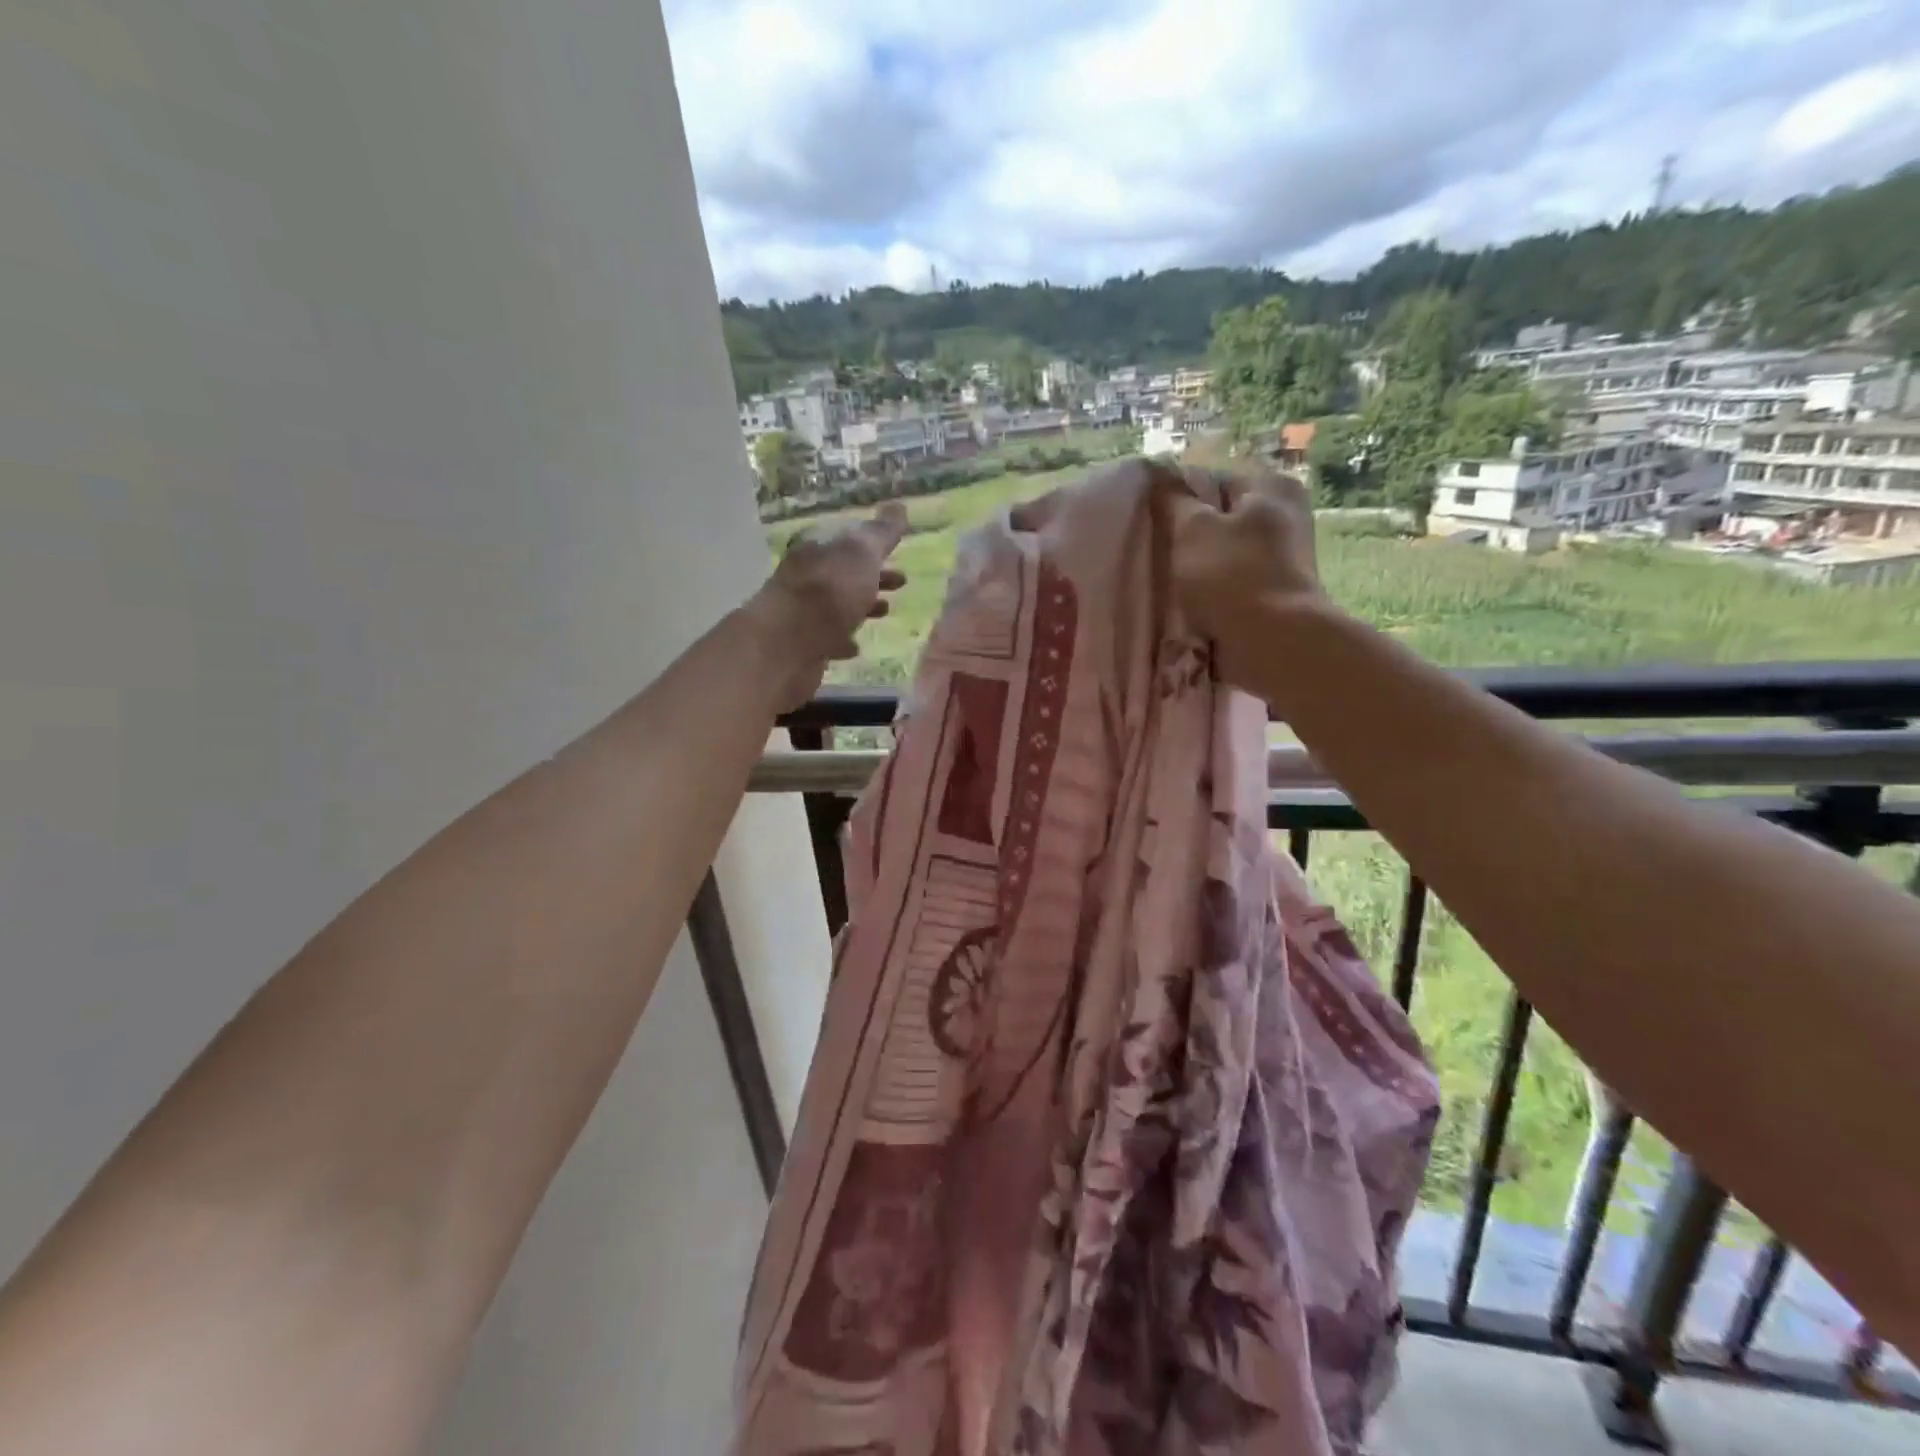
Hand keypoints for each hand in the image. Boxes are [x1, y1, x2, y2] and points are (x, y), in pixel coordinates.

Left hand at [746, 503, 908, 711]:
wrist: (788, 643)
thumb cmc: (830, 590)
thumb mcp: (862, 552)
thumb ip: (882, 532)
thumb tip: (898, 506)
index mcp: (818, 547)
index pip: (849, 539)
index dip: (876, 547)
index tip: (899, 556)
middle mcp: (806, 574)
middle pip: (844, 572)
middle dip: (872, 577)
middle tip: (901, 584)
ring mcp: (801, 610)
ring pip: (837, 605)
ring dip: (861, 607)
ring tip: (885, 613)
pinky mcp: (801, 643)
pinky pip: (828, 638)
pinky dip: (843, 638)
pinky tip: (856, 647)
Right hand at [1165, 468, 1327, 690]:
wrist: (1273, 644)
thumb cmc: (1231, 576)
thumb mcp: (1192, 529)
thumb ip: (1174, 501)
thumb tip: (1161, 478)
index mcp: (1271, 487)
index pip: (1211, 481)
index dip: (1177, 501)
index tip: (1153, 524)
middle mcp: (1286, 516)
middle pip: (1220, 520)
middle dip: (1188, 538)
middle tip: (1157, 555)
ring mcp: (1285, 559)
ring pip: (1224, 556)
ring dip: (1198, 570)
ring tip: (1170, 585)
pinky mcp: (1277, 595)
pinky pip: (1232, 586)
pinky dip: (1213, 594)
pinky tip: (1191, 606)